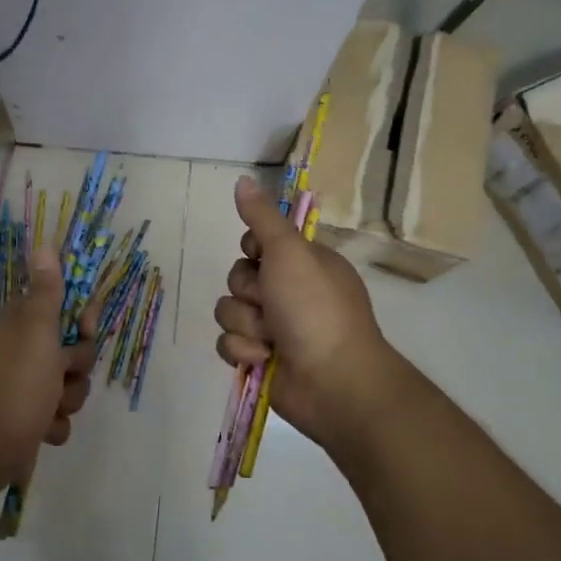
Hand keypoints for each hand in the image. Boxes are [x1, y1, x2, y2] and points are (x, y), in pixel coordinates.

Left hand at [0, 246, 98, 507]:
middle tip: (61, 374)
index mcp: (20, 325)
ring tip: (49, 409)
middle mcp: (21, 352)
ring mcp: (24, 388)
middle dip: (76, 368)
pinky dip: (53, 425)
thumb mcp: (36, 330)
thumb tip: (42, 244)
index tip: (86, 329)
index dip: (82, 320)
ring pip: (69, 386)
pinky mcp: (27, 420)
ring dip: (67, 400)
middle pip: (73, 351)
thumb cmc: (15, 384)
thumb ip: (46, 291)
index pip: (62, 308)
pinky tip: (40, 430)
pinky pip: (57, 416)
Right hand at [214, 175, 397, 451]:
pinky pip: (229, 343)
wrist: (332, 381)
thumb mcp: (290, 252)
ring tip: (272, 339)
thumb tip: (242, 179)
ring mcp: (275, 327)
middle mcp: (289, 291)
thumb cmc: (315, 308)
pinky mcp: (260, 357)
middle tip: (272, 303)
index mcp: (303, 262)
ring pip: (229, 311)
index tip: (261, 256)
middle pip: (238, 277)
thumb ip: (262, 217)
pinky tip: (264, 359)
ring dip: (246, 325)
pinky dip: (244, 351)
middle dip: (249, 293)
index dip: (253, 250)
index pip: (257, 242)